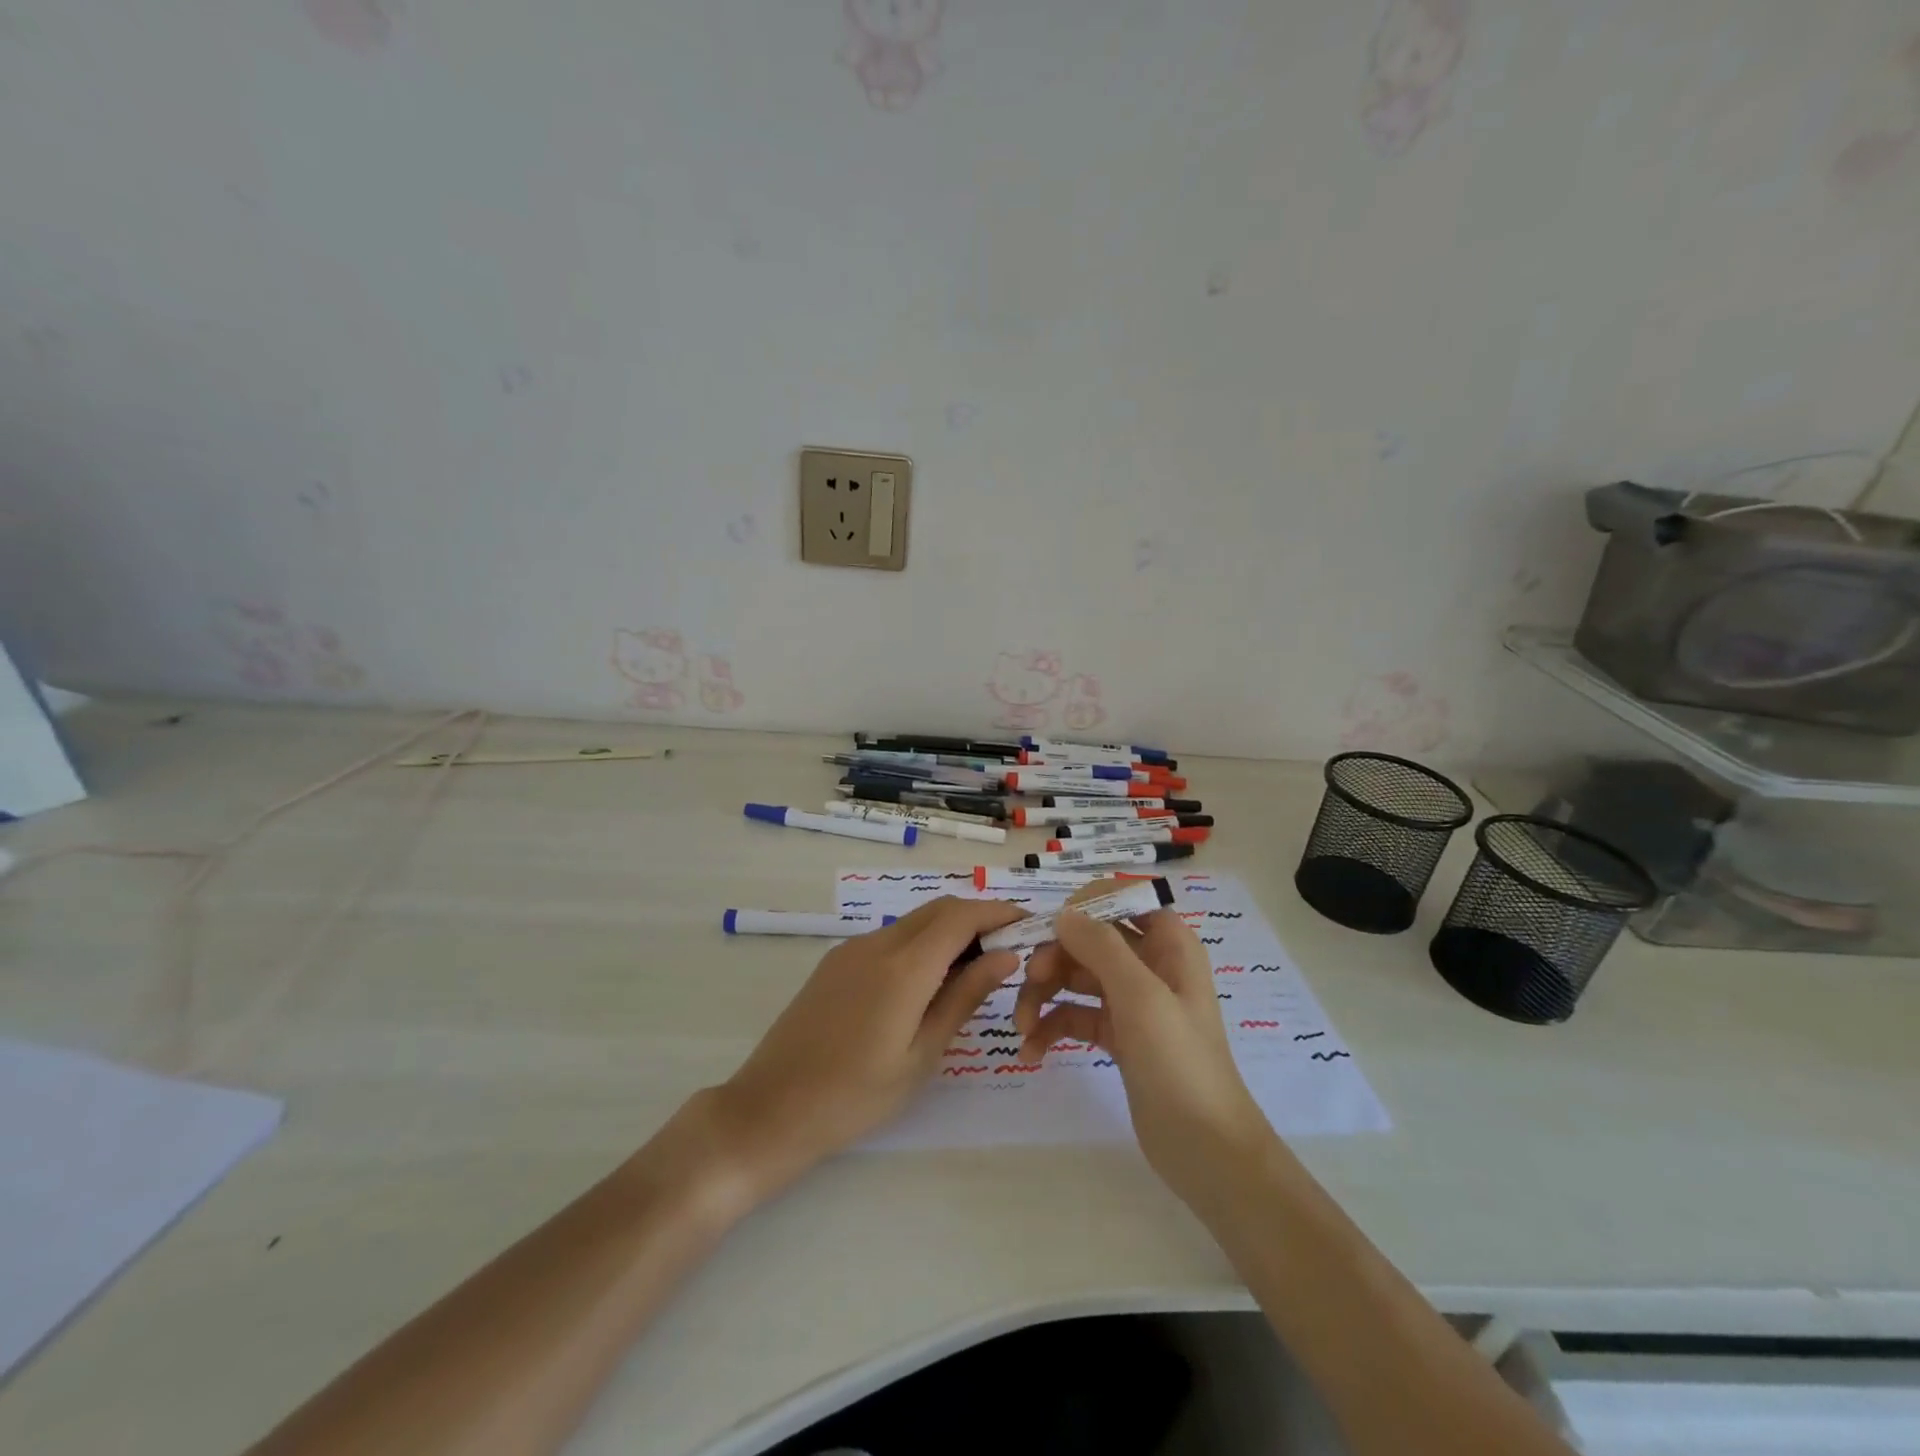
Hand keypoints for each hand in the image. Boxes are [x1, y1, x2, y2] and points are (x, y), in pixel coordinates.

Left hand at [707, 897, 1025, 1200]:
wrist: (769, 1109)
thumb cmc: (855, 1096)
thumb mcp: (921, 1055)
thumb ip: (964, 997)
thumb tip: (1005, 955)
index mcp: (904, 967)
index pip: (961, 916)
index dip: (999, 913)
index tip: (1029, 926)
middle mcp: (878, 943)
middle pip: (939, 909)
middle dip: (978, 918)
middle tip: (1008, 950)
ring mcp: (852, 950)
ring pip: (914, 921)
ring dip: (949, 931)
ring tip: (975, 969)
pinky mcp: (836, 962)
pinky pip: (890, 938)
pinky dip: (921, 944)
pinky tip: (929, 981)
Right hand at [1014, 887, 1269, 1199]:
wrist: (1206, 1150)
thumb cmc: (1180, 1062)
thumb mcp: (1141, 997)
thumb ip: (1101, 946)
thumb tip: (1063, 913)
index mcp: (1168, 943)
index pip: (1122, 899)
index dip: (1084, 905)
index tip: (1049, 926)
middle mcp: (1150, 964)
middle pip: (1089, 939)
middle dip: (1054, 957)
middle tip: (1029, 982)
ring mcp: (1132, 1001)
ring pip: (1075, 976)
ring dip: (1044, 994)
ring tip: (1021, 1027)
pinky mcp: (1117, 1035)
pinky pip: (1075, 1015)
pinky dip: (1051, 1027)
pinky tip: (1032, 1051)